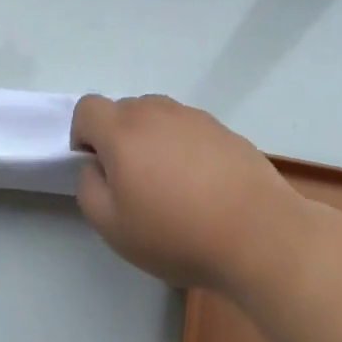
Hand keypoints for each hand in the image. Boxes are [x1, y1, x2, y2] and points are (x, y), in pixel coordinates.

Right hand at [70, 94, 305, 292]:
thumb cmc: (176, 234)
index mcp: (122, 130)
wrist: (258, 234)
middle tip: (133, 183)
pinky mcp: (223, 129)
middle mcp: (156, 112)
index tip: (98, 169)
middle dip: (117, 138)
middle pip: (123, 110)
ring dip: (151, 140)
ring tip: (170, 183)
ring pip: (157, 117)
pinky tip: (201, 185)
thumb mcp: (113, 227)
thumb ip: (89, 188)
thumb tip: (96, 167)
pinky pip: (188, 128)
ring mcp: (193, 116)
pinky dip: (183, 147)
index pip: (87, 108)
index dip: (83, 135)